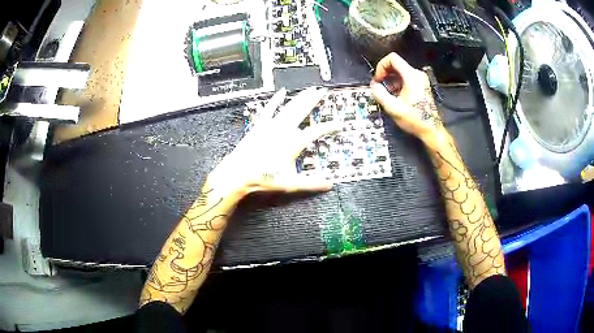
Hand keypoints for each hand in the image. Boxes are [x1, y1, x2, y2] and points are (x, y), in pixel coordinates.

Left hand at [207, 87, 340, 197]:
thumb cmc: (263, 179)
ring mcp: (271, 126)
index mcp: (293, 143)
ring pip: (289, 107)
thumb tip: (329, 185)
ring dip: (300, 98)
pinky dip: (276, 100)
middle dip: (314, 101)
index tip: (339, 125)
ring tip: (310, 90)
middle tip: (322, 91)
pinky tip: (282, 92)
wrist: (238, 174)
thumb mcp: (290, 184)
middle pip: (302, 111)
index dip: (329, 127)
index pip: (316, 132)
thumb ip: (311, 184)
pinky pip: (270, 109)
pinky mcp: (260, 125)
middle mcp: (284, 130)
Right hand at [371, 53, 448, 147]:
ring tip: (387, 94)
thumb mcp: (393, 108)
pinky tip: (395, 96)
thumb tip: (374, 85)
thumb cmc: (414, 119)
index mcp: (411, 76)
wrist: (431, 130)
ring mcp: (421, 79)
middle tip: (380, 86)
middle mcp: (417, 74)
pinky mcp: (422, 85)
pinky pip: (406, 78)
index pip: (392, 58)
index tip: (378, 79)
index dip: (381, 66)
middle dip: (385, 74)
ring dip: (391, 80)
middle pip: (396, 64)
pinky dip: (398, 84)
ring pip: (400, 71)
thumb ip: (380, 94)